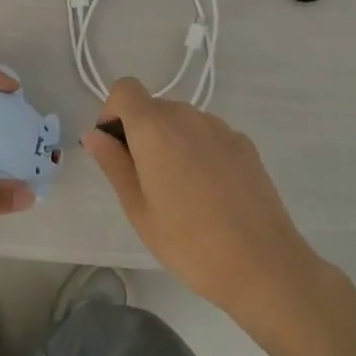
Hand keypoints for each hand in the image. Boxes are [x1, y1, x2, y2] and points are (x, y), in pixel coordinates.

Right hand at [82, 78, 324, 326]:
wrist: (263, 265)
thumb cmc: (188, 241)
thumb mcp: (138, 208)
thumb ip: (113, 164)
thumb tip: (93, 134)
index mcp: (155, 128)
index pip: (125, 89)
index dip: (112, 111)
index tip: (114, 148)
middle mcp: (188, 116)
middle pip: (153, 106)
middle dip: (140, 132)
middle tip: (142, 181)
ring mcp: (221, 129)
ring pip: (182, 121)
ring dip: (170, 141)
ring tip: (179, 191)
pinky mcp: (245, 146)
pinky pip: (208, 135)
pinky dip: (198, 151)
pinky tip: (208, 194)